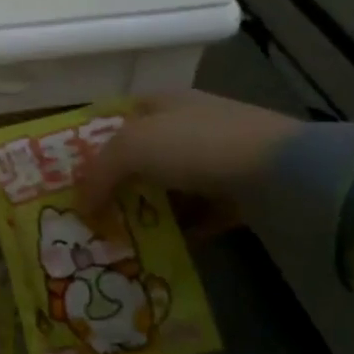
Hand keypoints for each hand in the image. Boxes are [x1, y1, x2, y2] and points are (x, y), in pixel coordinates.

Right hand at [79, 90, 302, 217]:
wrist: (282, 171)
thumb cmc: (196, 144)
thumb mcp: (131, 148)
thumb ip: (98, 174)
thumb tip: (79, 207)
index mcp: (159, 102)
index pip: (114, 119)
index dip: (91, 145)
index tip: (71, 178)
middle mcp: (185, 125)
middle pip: (140, 156)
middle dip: (116, 184)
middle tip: (92, 215)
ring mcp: (214, 159)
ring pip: (167, 187)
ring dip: (147, 211)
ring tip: (121, 239)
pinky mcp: (238, 193)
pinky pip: (198, 214)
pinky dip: (180, 231)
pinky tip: (161, 251)